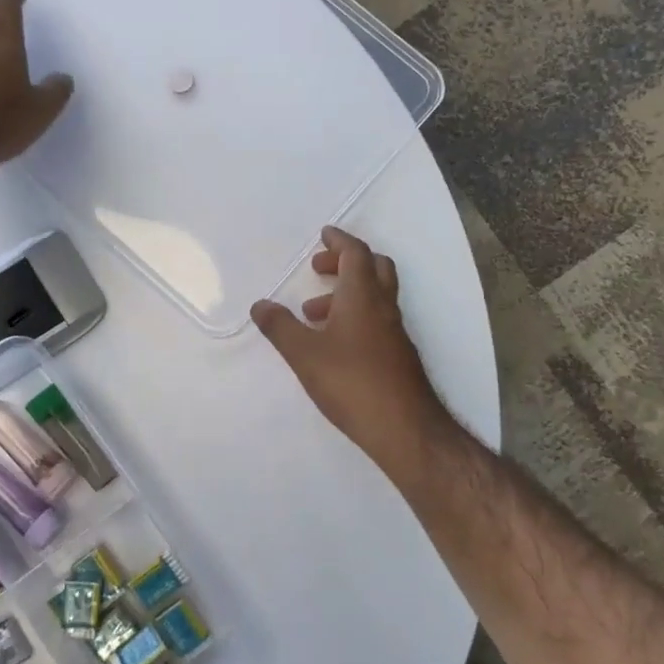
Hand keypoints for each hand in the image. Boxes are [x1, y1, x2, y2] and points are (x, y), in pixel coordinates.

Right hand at [251, 227, 453, 478]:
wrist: (404, 427)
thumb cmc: (351, 382)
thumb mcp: (304, 354)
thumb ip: (280, 327)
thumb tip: (260, 305)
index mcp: (363, 296)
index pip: (356, 254)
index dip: (339, 241)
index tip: (323, 236)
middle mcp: (384, 307)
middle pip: (374, 267)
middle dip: (346, 262)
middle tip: (318, 270)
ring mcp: (395, 332)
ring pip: (375, 296)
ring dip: (346, 293)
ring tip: (313, 314)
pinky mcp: (398, 356)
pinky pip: (377, 320)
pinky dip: (356, 316)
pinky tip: (335, 344)